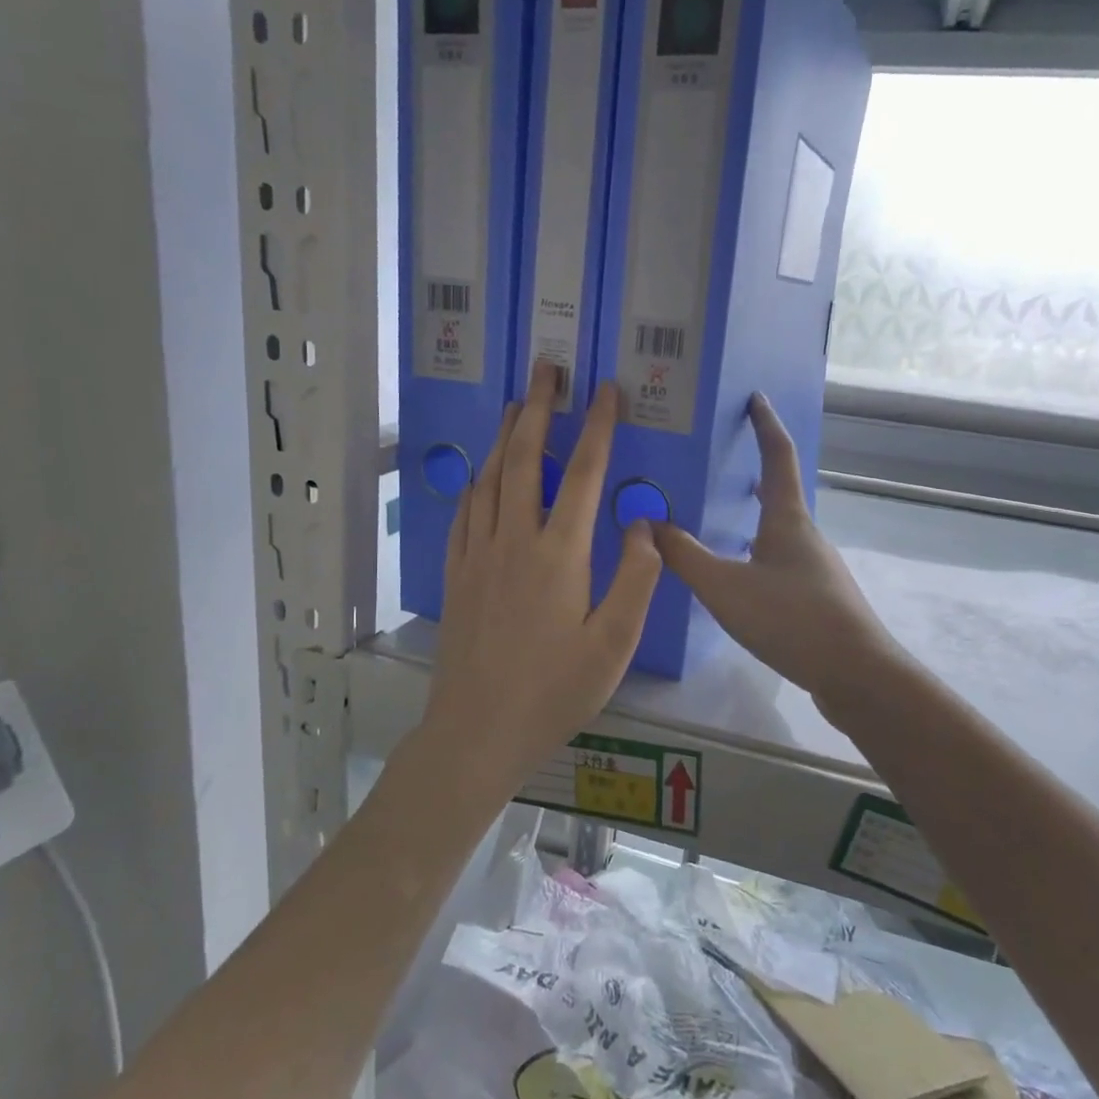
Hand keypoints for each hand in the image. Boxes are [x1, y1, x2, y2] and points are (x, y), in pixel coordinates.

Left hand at [420, 363, 662, 789]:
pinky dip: (477, 481)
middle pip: (524, 459)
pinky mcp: (456, 574)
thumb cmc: (554, 691)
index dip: (596, 427)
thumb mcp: (612, 644)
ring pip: (490, 478)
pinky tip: (482, 474)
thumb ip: (635, 578)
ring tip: (516, 404)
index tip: (605, 389)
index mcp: (559, 554)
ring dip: (505, 436)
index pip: (581, 474)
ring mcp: (478, 555)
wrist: (477, 731)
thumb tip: (643, 523)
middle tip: (546, 368)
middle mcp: (514, 541)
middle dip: (538, 409)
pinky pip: (465, 512)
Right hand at [651, 395, 906, 716]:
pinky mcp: (819, 599)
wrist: (856, 675)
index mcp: (787, 519)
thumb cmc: (791, 619)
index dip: (765, 424)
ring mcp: (817, 568)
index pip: (777, 456)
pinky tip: (740, 578)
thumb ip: (684, 556)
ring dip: (754, 517)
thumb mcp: (725, 587)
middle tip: (721, 460)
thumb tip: (648, 523)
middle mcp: (806, 535)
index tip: (755, 397)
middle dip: (753, 472)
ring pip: (779, 531)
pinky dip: (758, 552)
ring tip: (720, 519)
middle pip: (780, 493)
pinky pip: (781, 562)